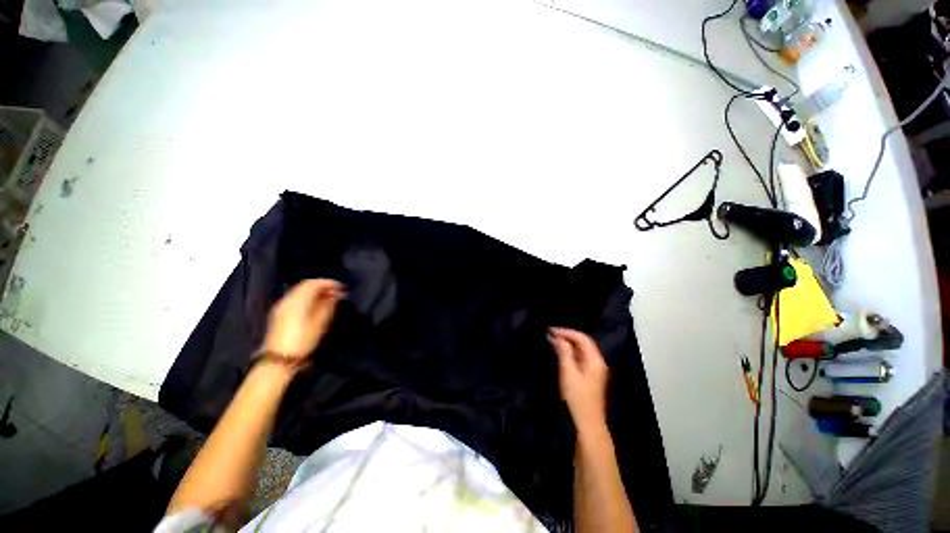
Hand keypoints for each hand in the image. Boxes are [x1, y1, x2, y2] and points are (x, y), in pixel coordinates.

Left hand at [262, 279, 344, 360]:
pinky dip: (307, 298)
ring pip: (300, 292)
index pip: (313, 283)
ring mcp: (281, 307)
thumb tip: (337, 294)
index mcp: (297, 300)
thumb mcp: (320, 322)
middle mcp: (287, 300)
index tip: (342, 287)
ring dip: (315, 292)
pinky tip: (315, 306)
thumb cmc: (303, 340)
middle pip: (305, 286)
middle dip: (322, 286)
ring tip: (329, 299)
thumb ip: (329, 305)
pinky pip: (295, 299)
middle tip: (336, 292)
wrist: (280, 360)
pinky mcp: (280, 314)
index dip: (329, 283)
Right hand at [549, 327, 608, 434]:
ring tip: (552, 341)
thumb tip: (558, 337)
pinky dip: (569, 353)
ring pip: (581, 351)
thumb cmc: (577, 398)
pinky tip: (559, 353)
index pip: (582, 338)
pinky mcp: (589, 378)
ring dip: (567, 344)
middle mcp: (597, 363)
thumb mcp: (568, 373)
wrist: (587, 425)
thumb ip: (564, 353)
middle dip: (567, 336)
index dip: (567, 332)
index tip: (551, 330)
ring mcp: (594, 371)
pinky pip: (579, 359)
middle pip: (583, 343)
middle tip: (550, 334)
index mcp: (595, 360)